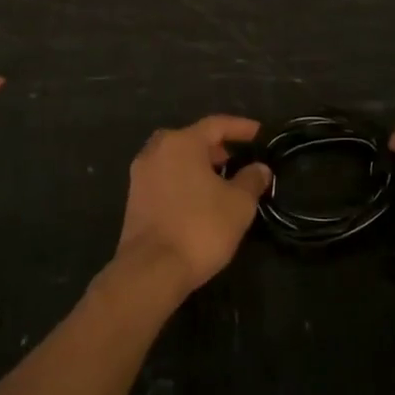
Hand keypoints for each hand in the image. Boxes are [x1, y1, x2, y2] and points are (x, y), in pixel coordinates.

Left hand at [114, 116, 271, 299]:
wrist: (152, 269)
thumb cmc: (200, 227)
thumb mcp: (239, 204)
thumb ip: (251, 180)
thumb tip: (260, 168)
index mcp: (181, 143)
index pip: (215, 125)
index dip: (240, 127)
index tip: (259, 132)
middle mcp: (156, 151)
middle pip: (191, 138)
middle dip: (215, 146)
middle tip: (236, 157)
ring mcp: (140, 175)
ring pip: (174, 158)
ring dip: (197, 163)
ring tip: (220, 179)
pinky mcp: (134, 198)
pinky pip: (164, 176)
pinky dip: (183, 179)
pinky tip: (198, 198)